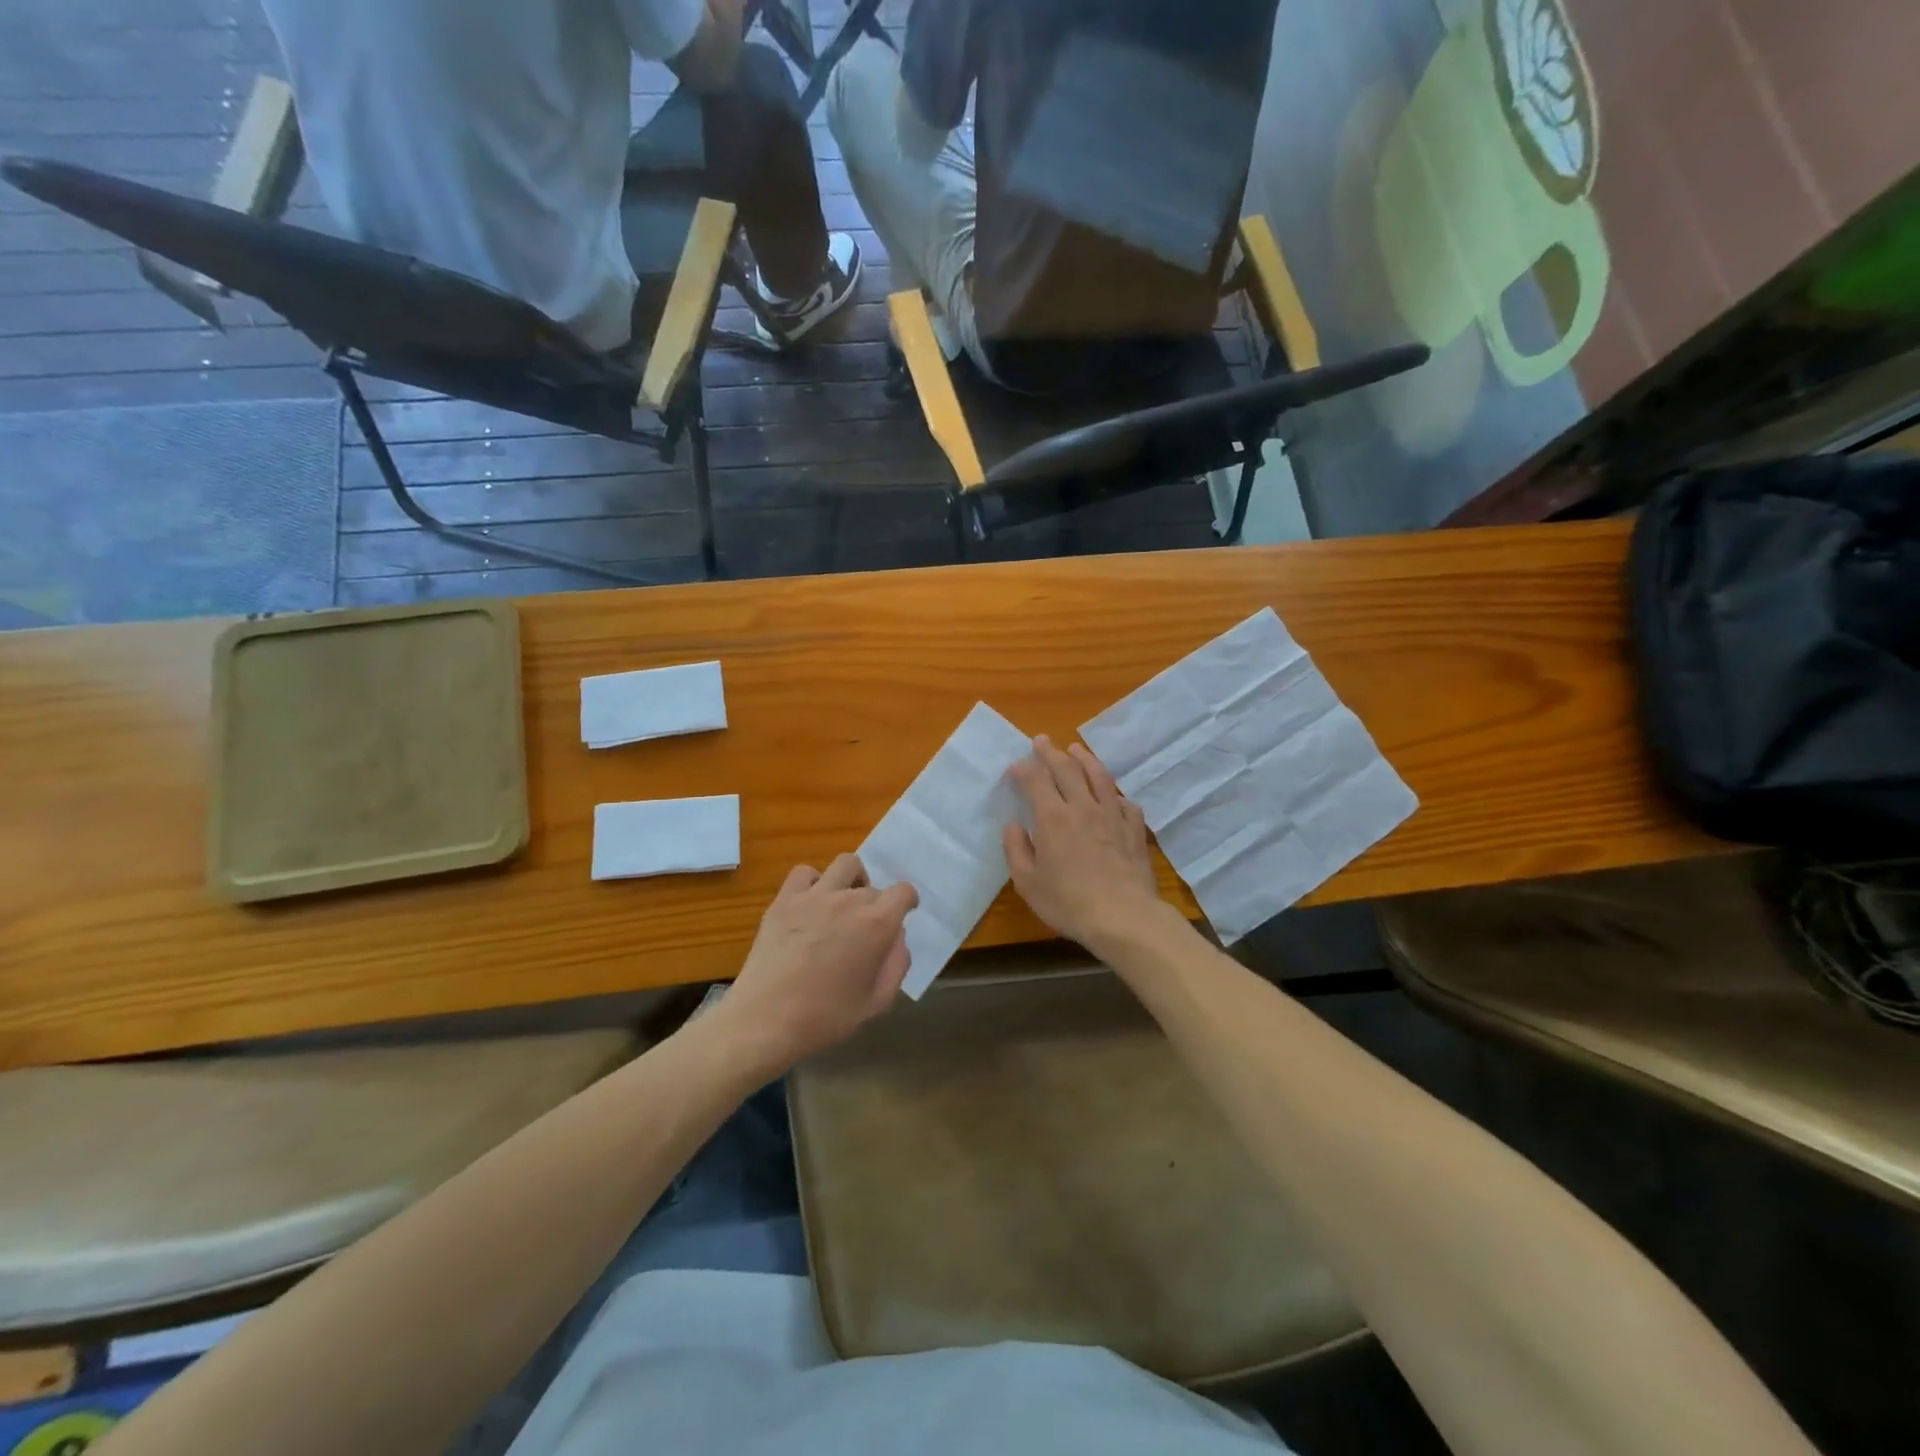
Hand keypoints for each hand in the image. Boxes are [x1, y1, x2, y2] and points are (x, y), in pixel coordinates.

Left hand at [713, 854, 917, 1074]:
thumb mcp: (877, 1001)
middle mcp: (849, 899)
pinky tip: (811, 905)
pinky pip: (805, 872)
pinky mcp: (784, 900)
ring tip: (844, 903)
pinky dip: (814, 882)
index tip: (902, 914)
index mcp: (877, 923)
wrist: (766, 1021)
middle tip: (865, 930)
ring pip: (845, 865)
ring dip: (852, 880)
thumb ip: (897, 963)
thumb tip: (897, 936)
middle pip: (873, 887)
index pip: (903, 892)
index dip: (907, 902)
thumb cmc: (826, 1018)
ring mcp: (814, 895)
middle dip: (876, 905)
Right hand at [1002, 737, 1166, 955]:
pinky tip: (1112, 794)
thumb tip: (1013, 826)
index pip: (1036, 781)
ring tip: (1076, 749)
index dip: (1024, 769)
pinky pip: (1125, 802)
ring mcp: (1112, 815)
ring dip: (1085, 759)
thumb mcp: (1027, 883)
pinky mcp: (1134, 829)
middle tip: (1042, 740)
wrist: (1123, 917)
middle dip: (1051, 752)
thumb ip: (1016, 850)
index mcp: (1052, 818)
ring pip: (1099, 777)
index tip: (1016, 765)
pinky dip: (1115, 793)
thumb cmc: (1068, 902)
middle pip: (1067, 769)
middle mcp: (1082, 807)